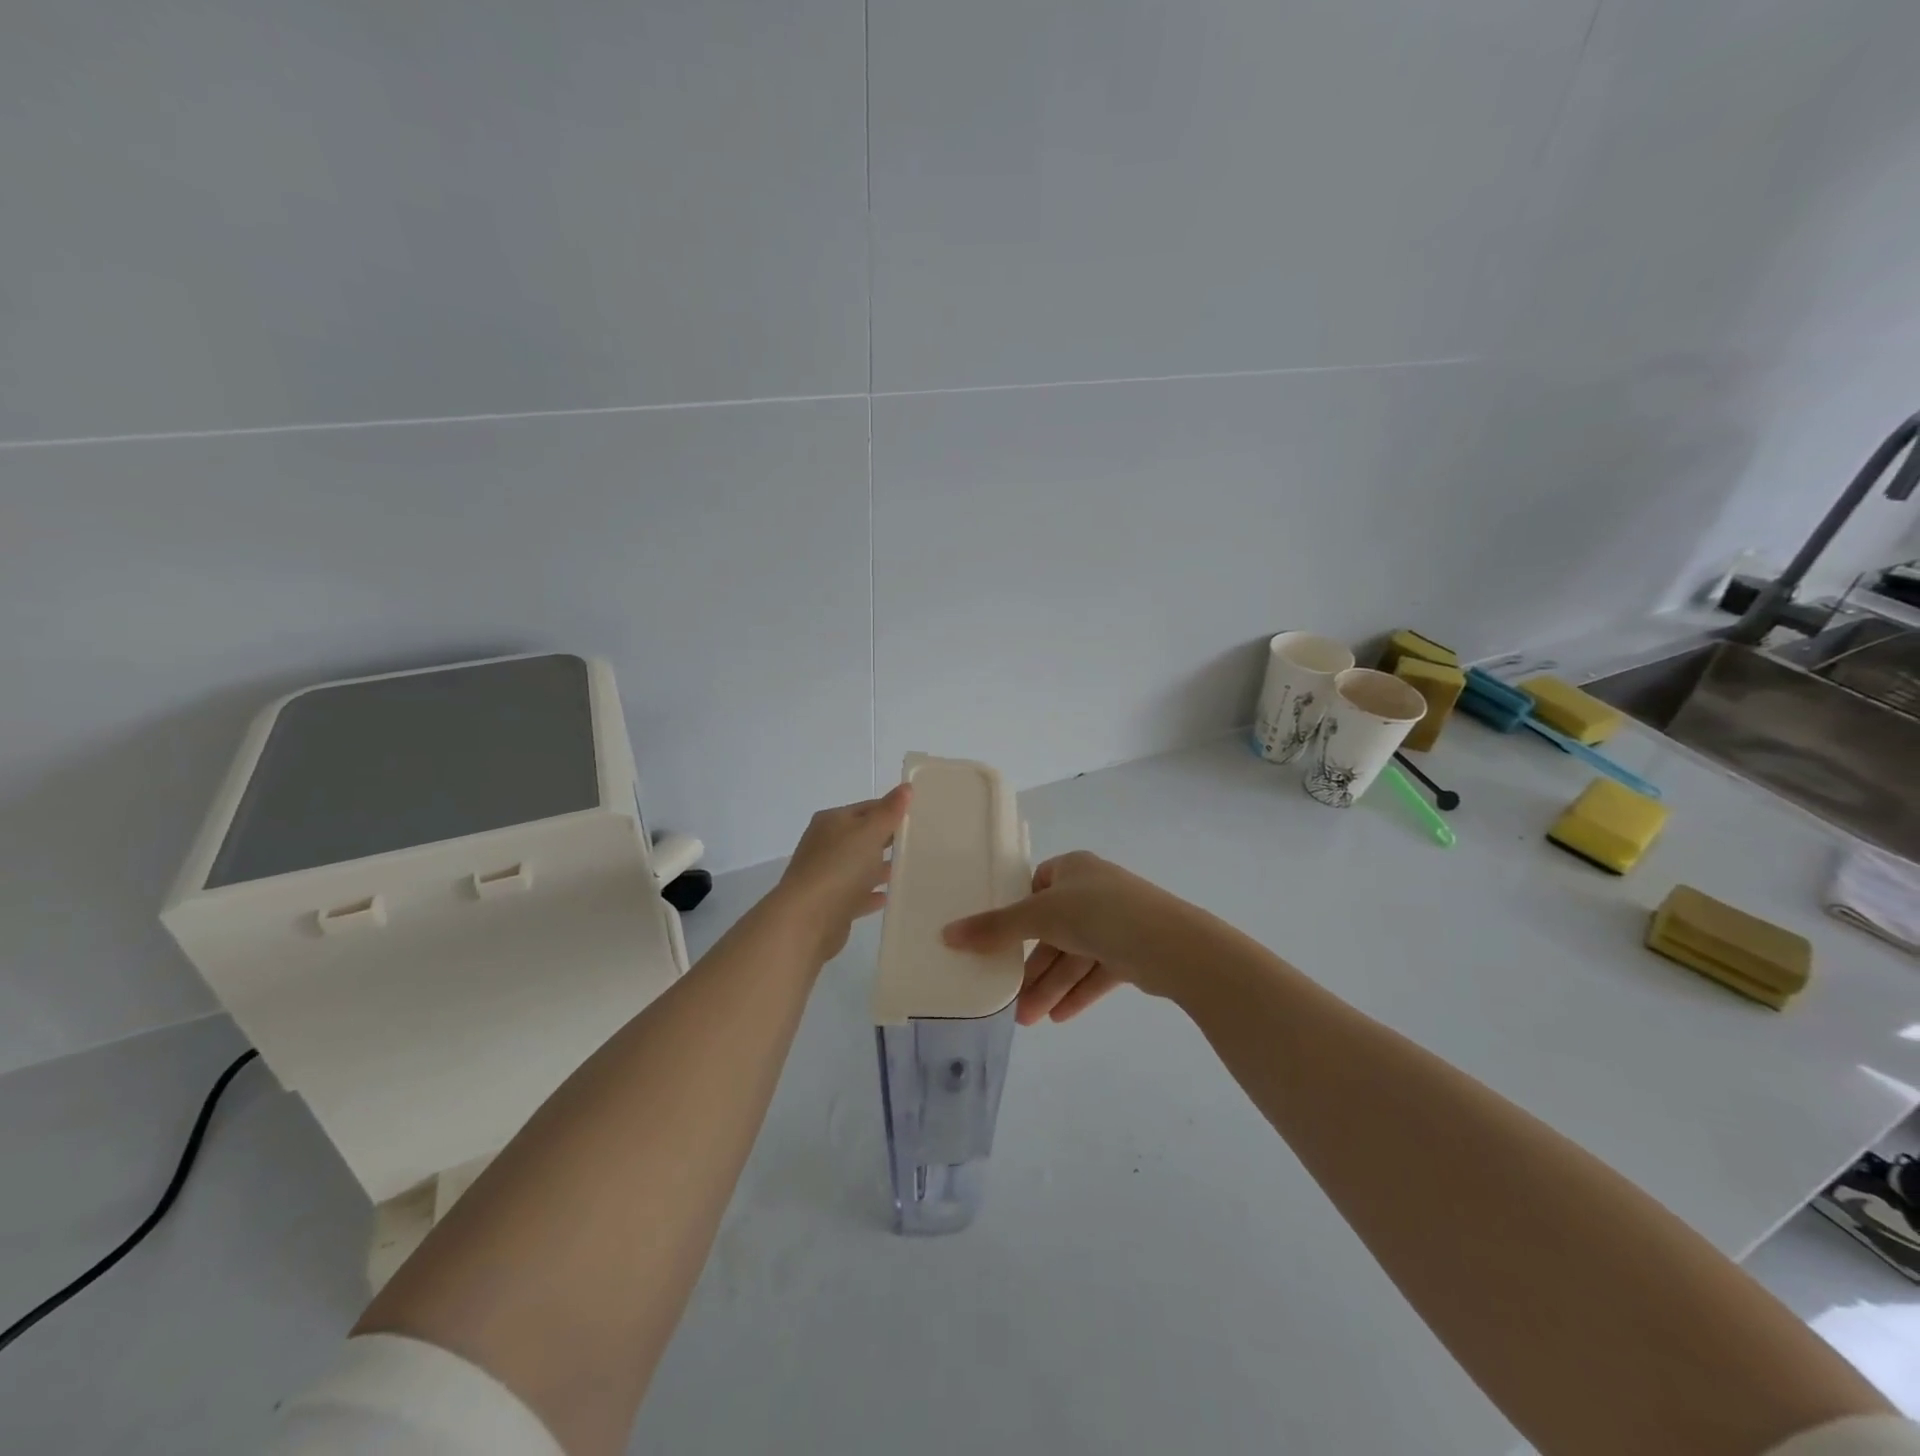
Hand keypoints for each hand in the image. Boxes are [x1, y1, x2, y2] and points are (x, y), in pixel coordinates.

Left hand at [772, 785, 909, 960]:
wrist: (807, 919)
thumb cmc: (840, 867)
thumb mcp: (869, 832)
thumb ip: (889, 811)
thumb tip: (906, 787)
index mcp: (832, 822)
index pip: (866, 808)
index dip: (891, 810)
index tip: (918, 816)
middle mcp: (825, 845)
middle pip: (862, 837)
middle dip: (887, 839)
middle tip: (919, 842)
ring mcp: (825, 875)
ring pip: (858, 866)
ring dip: (879, 867)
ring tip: (908, 868)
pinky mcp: (830, 904)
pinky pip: (855, 894)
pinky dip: (870, 893)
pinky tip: (889, 896)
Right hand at [942, 851, 1198, 1023]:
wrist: (1172, 945)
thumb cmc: (1099, 913)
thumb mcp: (1040, 915)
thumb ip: (995, 928)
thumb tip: (947, 934)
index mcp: (1074, 869)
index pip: (1037, 887)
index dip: (1017, 913)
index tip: (998, 941)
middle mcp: (1095, 891)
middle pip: (1053, 929)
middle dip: (1033, 967)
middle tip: (1010, 1000)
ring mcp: (1117, 922)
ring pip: (1074, 955)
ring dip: (1051, 986)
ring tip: (1029, 1020)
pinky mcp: (1134, 952)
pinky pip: (1096, 972)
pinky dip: (1077, 992)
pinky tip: (1058, 1018)